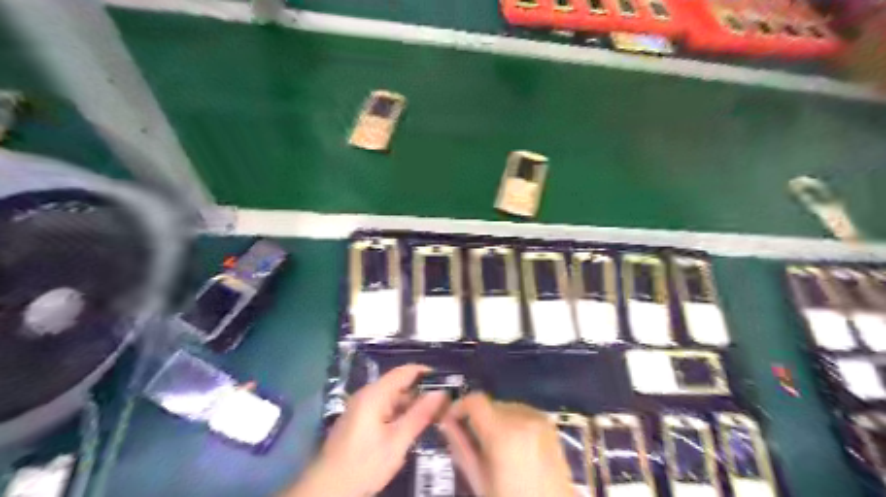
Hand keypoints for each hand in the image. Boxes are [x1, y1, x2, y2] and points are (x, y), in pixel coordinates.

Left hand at [283, 363, 449, 494]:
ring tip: (434, 415)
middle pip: (398, 384)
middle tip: (444, 404)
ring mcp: (360, 407)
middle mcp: (366, 395)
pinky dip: (400, 413)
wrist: (326, 490)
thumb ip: (419, 415)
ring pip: (392, 397)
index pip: (404, 372)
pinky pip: (384, 408)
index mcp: (374, 394)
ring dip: (411, 404)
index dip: (425, 373)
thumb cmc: (363, 465)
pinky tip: (412, 425)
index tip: (446, 381)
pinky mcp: (359, 420)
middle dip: (421, 391)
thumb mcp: (397, 442)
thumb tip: (441, 393)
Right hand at [439, 392, 570, 496]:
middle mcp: (522, 417)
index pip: (475, 400)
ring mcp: (538, 419)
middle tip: (473, 440)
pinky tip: (513, 444)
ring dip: (496, 419)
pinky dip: (513, 421)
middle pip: (491, 404)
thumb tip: (445, 421)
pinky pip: (523, 412)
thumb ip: (460, 446)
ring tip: (495, 445)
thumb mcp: (479, 479)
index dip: (459, 406)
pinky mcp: (549, 424)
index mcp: (502, 432)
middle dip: (478, 417)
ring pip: (506, 407)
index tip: (452, 419)